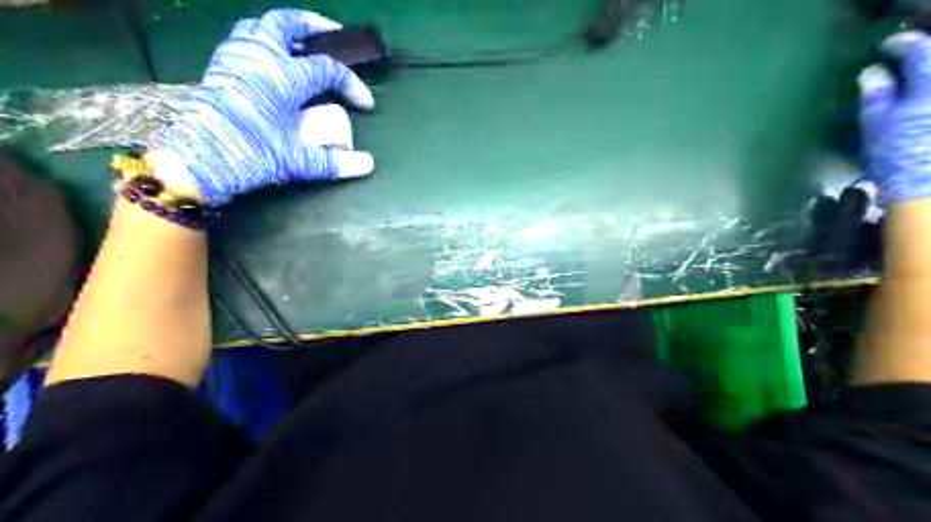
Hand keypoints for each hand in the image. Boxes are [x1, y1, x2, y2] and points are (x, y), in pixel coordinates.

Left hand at [148, 10, 372, 206]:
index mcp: (284, 77)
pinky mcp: (221, 66)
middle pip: (288, 24)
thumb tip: (368, 165)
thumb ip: (336, 162)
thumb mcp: (299, 161)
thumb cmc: (253, 154)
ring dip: (284, 29)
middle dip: (314, 25)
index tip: (365, 104)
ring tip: (300, 43)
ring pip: (261, 25)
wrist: (201, 159)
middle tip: (333, 34)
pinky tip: (270, 59)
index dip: (352, 85)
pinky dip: (262, 40)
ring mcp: (237, 57)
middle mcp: (261, 57)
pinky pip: (243, 38)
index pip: (329, 70)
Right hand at [857, 31, 930, 203]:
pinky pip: (927, 97)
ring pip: (928, 83)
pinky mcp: (929, 121)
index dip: (900, 44)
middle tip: (903, 56)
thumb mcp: (877, 125)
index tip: (884, 46)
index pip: (920, 49)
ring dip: (921, 75)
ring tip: (910, 78)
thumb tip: (871, 72)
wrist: (928, 189)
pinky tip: (916, 101)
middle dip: (919, 54)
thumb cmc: (899, 157)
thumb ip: (876, 94)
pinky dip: (923, 93)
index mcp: (928, 86)